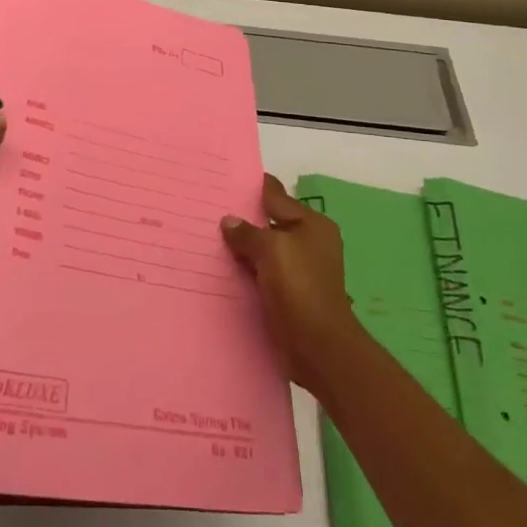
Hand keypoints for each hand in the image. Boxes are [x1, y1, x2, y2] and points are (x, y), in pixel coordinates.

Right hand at [221, 175, 360, 395]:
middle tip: (208, 209)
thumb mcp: (271, 250)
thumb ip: (247, 233)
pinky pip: (263, 271)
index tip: (223, 180)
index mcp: (312, 224)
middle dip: (243, 218)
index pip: (276, 195)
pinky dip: (247, 268)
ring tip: (208, 237)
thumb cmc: (299, 287)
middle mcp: (309, 242)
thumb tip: (228, 221)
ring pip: (265, 248)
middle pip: (270, 221)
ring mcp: (301, 268)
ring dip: (243, 246)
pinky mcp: (291, 292)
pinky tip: (223, 267)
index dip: (252, 187)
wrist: (319, 346)